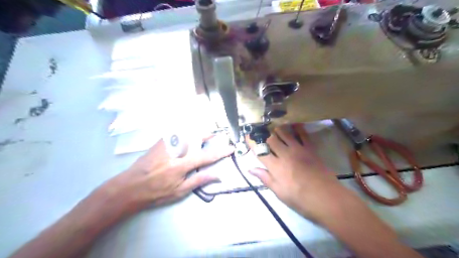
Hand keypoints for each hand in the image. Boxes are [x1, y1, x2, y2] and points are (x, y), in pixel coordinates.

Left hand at [94, 135, 235, 219]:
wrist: (130, 187)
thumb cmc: (156, 193)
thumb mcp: (179, 191)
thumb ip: (199, 181)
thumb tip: (217, 175)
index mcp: (182, 165)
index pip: (206, 156)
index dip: (220, 152)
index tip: (230, 148)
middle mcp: (175, 151)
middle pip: (196, 137)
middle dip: (207, 135)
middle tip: (215, 136)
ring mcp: (165, 144)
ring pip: (186, 132)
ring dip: (196, 132)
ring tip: (202, 135)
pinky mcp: (159, 142)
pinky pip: (175, 132)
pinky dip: (184, 132)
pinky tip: (186, 135)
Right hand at [247, 124, 352, 221]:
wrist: (327, 198)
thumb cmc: (300, 199)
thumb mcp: (279, 192)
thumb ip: (265, 178)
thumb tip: (250, 169)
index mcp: (276, 167)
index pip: (260, 151)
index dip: (252, 142)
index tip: (247, 136)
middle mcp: (285, 154)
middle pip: (271, 139)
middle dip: (263, 133)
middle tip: (258, 128)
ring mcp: (298, 150)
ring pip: (285, 134)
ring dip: (277, 128)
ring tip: (272, 124)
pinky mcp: (310, 149)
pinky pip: (303, 135)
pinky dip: (298, 128)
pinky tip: (294, 122)